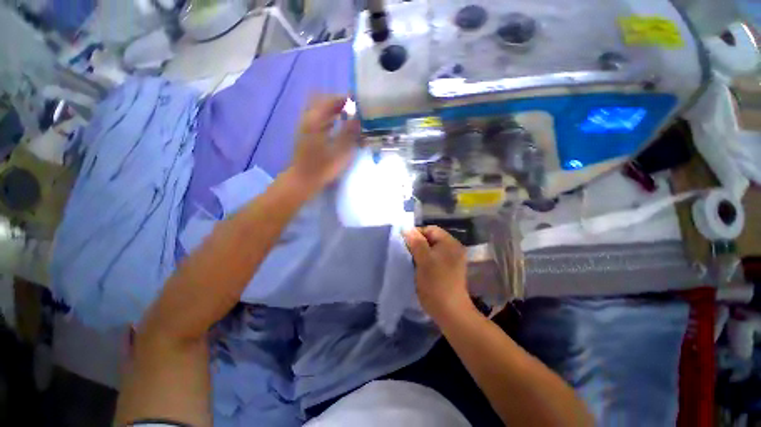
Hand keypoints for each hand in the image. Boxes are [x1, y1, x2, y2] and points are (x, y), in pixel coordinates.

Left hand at [288, 95, 359, 193]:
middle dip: (337, 102)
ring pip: (319, 109)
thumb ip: (349, 133)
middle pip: (321, 100)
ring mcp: (306, 126)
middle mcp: (308, 119)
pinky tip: (338, 125)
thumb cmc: (322, 167)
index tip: (358, 102)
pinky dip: (329, 117)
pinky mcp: (307, 133)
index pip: (329, 100)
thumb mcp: (340, 151)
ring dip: (333, 109)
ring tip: (348, 116)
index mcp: (314, 120)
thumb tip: (358, 118)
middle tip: (352, 109)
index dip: (344, 98)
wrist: (303, 180)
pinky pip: (318, 118)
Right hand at [402, 226, 472, 320]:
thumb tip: (406, 228)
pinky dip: (426, 261)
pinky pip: (435, 258)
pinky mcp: (450, 270)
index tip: (405, 244)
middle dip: (418, 244)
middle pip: (431, 239)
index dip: (416, 234)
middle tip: (407, 253)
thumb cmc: (435, 283)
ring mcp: (453, 260)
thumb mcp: (423, 260)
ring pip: (432, 249)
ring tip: (412, 261)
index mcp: (450, 243)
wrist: (450, 312)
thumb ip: (416, 242)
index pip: (430, 229)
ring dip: (421, 253)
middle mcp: (453, 248)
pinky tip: (419, 268)